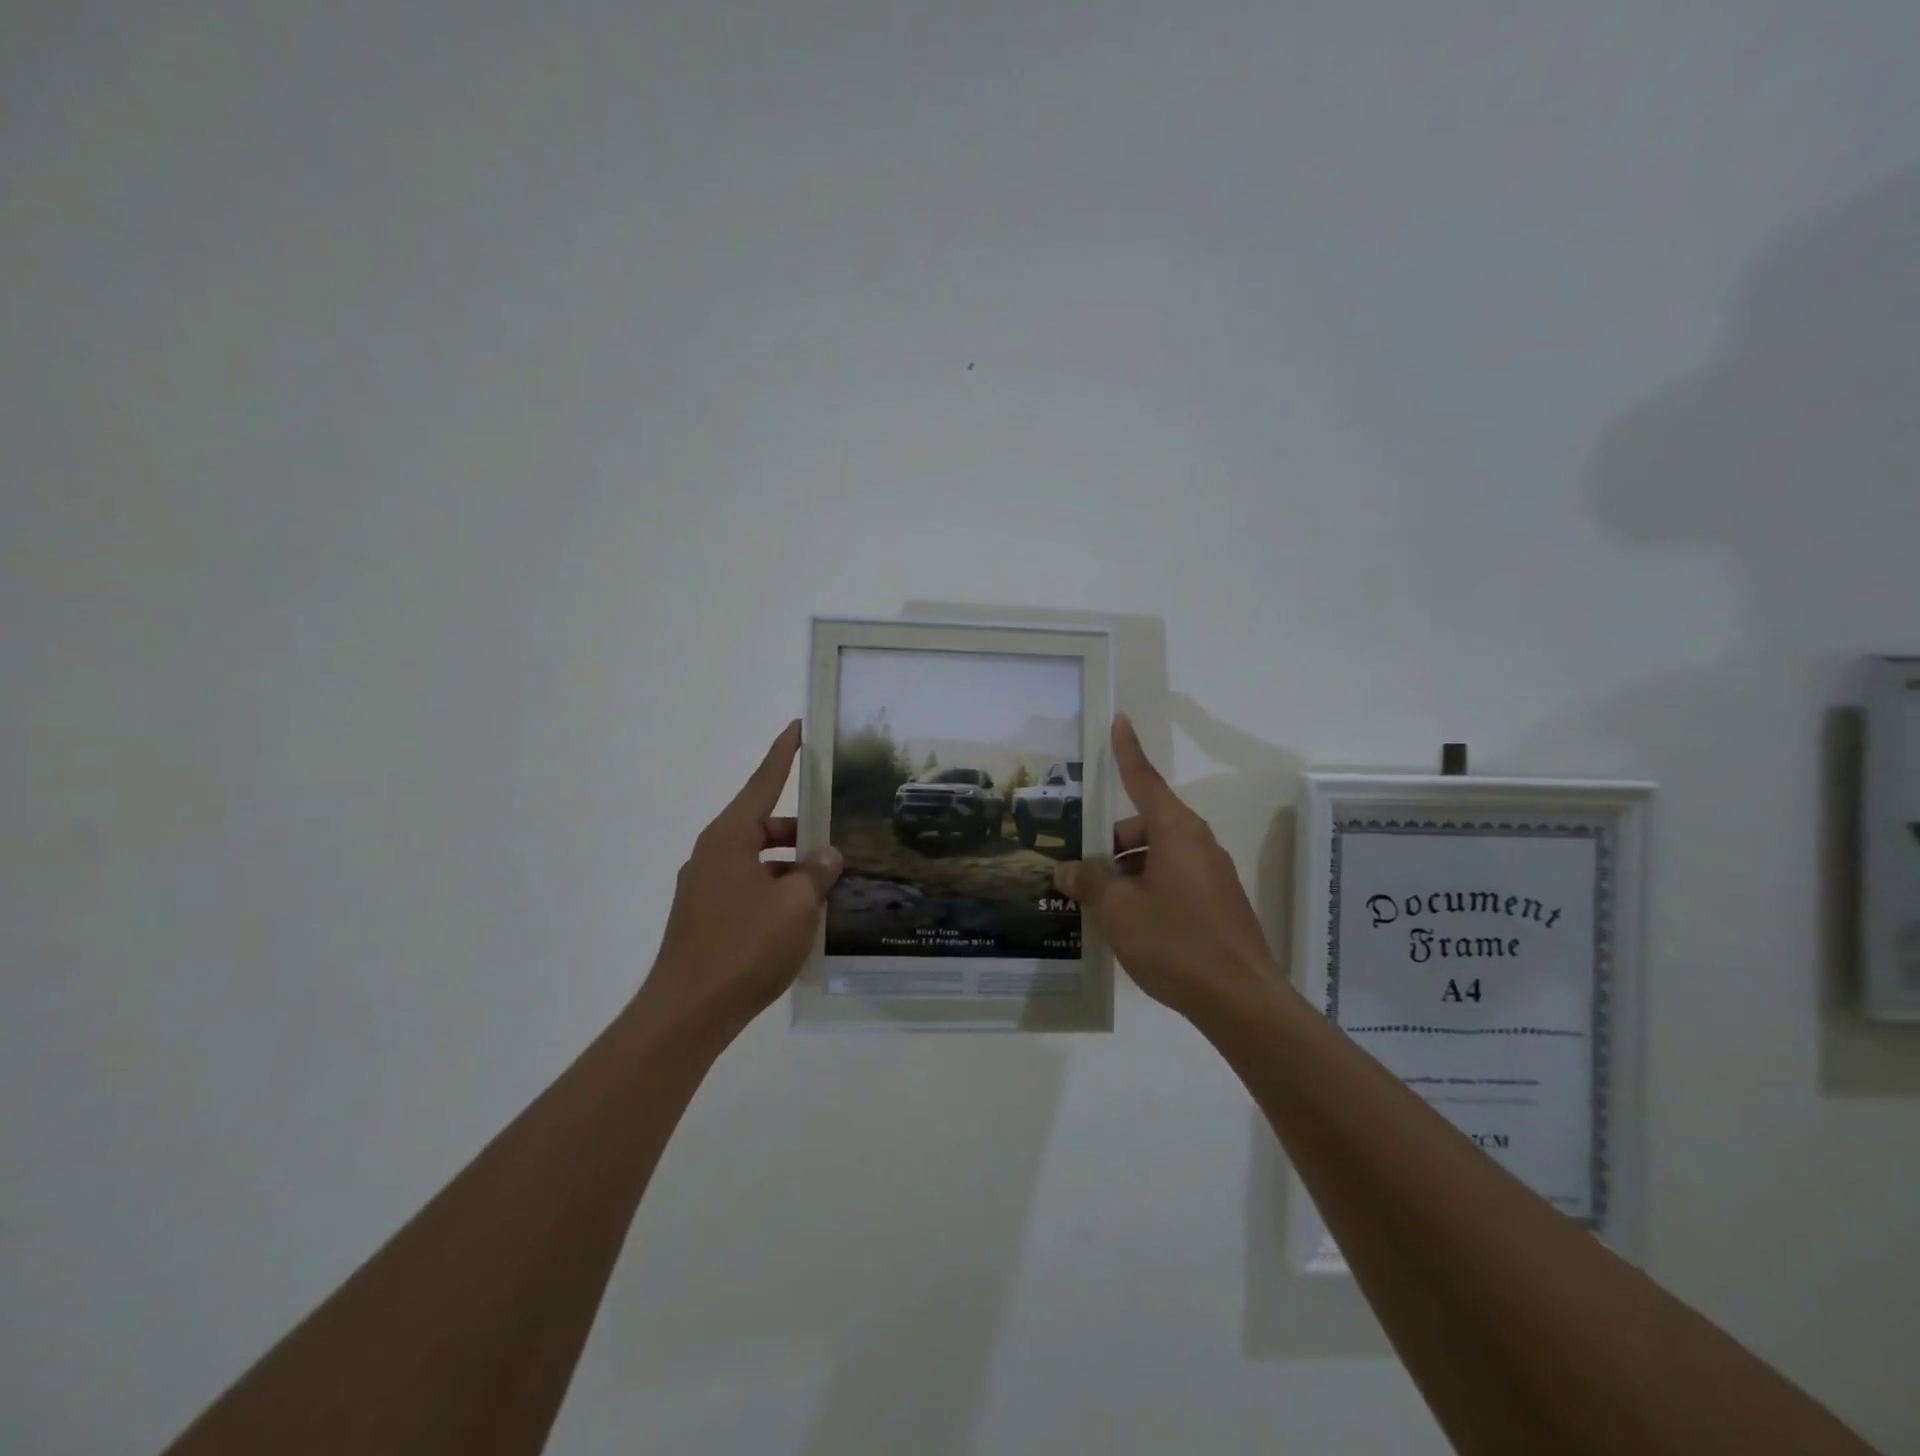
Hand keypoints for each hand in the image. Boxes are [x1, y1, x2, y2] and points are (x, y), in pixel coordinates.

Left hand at [646, 721, 841, 1033]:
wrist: (687, 1014)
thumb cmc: (743, 948)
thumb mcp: (794, 906)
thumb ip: (816, 872)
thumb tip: (828, 854)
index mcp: (728, 839)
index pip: (763, 783)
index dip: (783, 754)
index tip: (797, 727)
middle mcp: (712, 855)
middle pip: (764, 827)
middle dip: (803, 831)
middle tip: (841, 841)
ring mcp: (706, 889)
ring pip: (760, 862)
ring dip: (793, 869)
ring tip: (832, 888)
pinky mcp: (707, 918)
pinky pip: (751, 890)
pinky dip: (778, 894)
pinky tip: (805, 919)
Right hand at [1055, 714, 1277, 1017]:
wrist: (1239, 999)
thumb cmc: (1174, 940)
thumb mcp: (1118, 910)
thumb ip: (1089, 882)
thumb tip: (1068, 870)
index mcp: (1175, 831)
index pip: (1143, 780)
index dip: (1127, 752)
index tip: (1120, 721)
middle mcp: (1197, 843)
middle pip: (1145, 824)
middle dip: (1112, 841)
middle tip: (1082, 872)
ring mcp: (1211, 874)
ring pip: (1158, 855)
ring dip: (1127, 869)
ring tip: (1100, 905)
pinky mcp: (1218, 903)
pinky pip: (1174, 879)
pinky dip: (1148, 888)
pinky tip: (1131, 924)